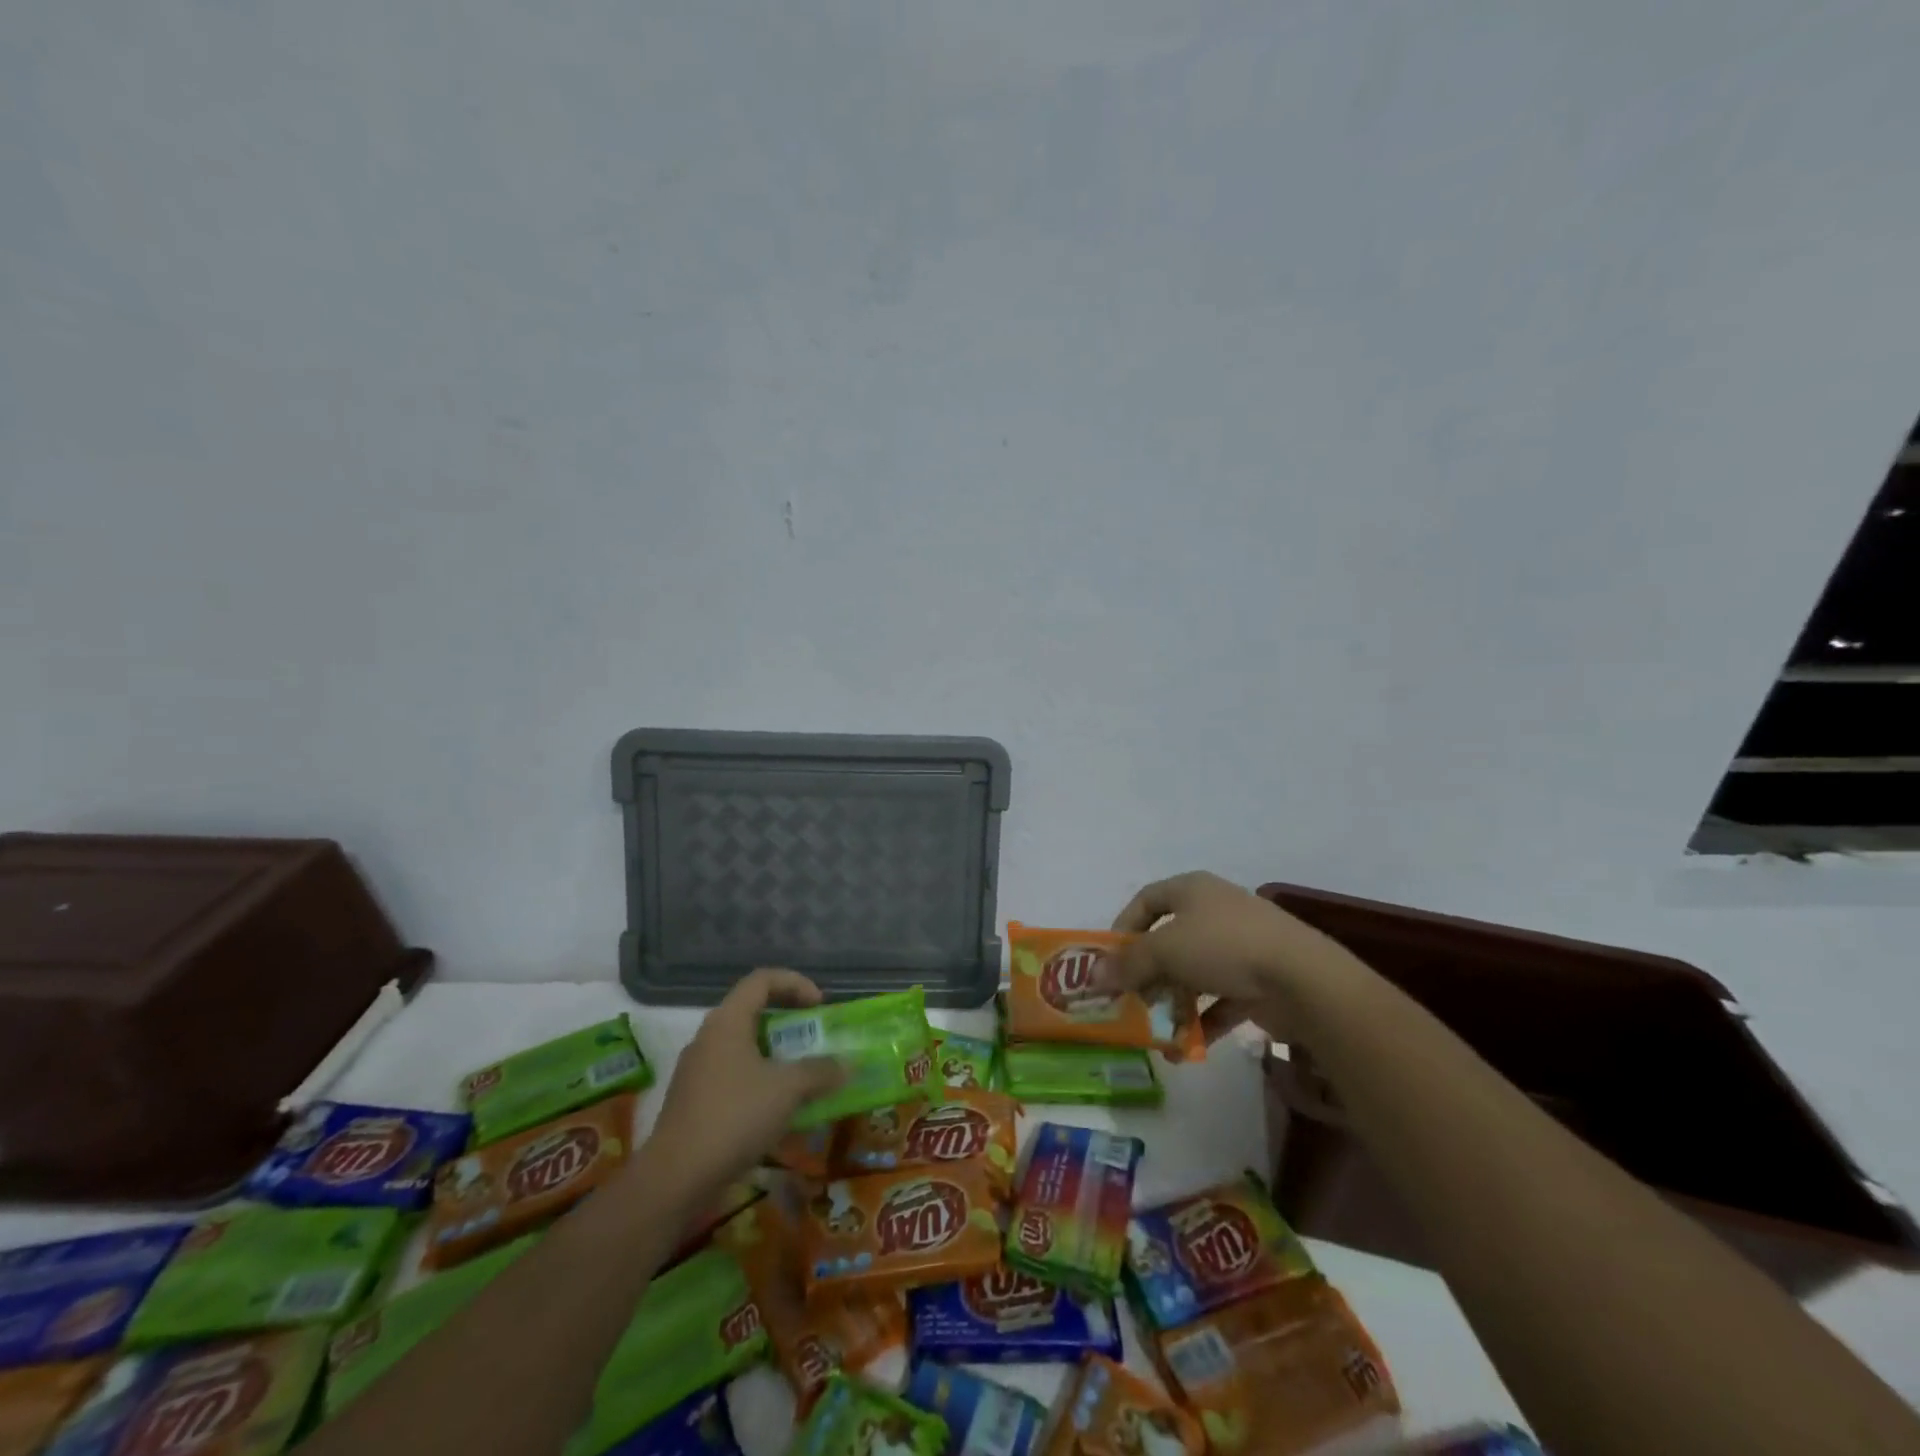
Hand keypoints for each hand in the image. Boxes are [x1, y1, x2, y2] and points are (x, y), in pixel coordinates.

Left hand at [645, 968, 844, 1201]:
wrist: (674, 1180)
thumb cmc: (734, 1117)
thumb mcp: (787, 1090)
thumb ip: (821, 1072)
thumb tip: (848, 1065)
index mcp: (727, 1021)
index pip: (762, 979)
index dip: (795, 983)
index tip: (820, 1006)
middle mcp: (708, 1037)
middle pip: (752, 1012)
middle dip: (788, 1022)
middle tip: (814, 1039)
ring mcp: (697, 1070)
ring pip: (743, 1047)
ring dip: (775, 1055)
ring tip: (801, 1076)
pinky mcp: (693, 1101)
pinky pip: (733, 1076)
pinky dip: (759, 1081)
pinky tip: (776, 1110)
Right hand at [1094, 871, 1346, 1043]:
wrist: (1302, 978)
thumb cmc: (1224, 946)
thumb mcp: (1165, 950)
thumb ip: (1128, 963)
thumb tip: (1093, 975)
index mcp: (1192, 890)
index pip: (1146, 900)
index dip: (1124, 927)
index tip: (1109, 960)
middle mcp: (1215, 911)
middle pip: (1169, 940)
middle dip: (1147, 973)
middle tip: (1130, 999)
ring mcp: (1240, 946)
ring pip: (1194, 973)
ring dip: (1173, 1002)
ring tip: (1157, 1031)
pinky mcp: (1260, 980)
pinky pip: (1221, 999)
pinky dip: (1202, 1020)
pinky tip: (1185, 1048)